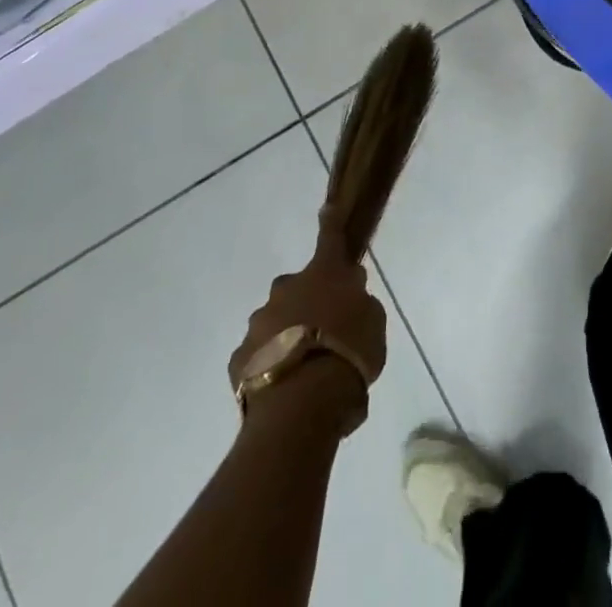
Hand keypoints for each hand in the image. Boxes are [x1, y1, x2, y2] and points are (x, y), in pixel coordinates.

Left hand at [228, 220, 387, 436]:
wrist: (301, 404)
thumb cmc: (348, 354)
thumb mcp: (373, 324)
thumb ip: (360, 305)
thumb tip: (349, 298)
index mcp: (324, 275)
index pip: (330, 239)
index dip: (330, 223)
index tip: (326, 207)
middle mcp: (286, 290)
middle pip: (297, 289)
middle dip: (306, 304)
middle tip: (324, 334)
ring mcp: (258, 323)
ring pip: (274, 323)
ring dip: (287, 338)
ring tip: (304, 374)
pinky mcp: (238, 359)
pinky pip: (258, 357)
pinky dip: (270, 367)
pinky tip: (284, 392)